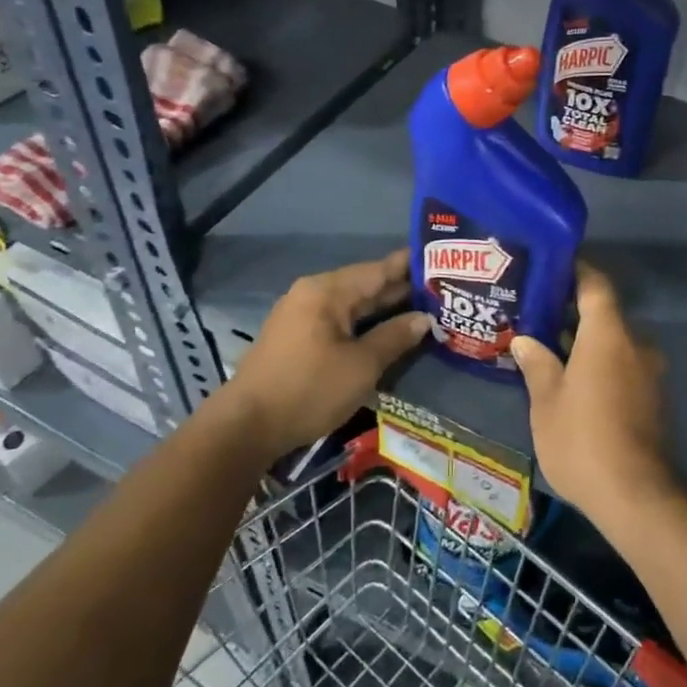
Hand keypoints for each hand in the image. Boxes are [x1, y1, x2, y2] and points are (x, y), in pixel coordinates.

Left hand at [218, 251, 429, 461]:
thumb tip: (424, 318)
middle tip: (440, 290)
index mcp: (327, 291)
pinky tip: (384, 331)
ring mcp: (300, 315)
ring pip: (351, 305)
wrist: (246, 427)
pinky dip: (363, 323)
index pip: (378, 269)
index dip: (410, 266)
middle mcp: (312, 294)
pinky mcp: (295, 337)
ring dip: (382, 308)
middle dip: (400, 289)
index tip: (441, 259)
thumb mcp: (362, 366)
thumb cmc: (309, 390)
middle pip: (364, 285)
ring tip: (421, 309)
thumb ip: (395, 337)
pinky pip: (337, 320)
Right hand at [510, 262, 672, 520]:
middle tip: (536, 316)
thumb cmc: (583, 440)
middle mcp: (636, 345)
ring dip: (586, 344)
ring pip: (614, 345)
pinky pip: (624, 368)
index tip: (551, 268)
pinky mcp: (654, 400)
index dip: (575, 271)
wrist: (638, 497)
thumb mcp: (547, 402)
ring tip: (549, 351)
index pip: (595, 285)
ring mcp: (650, 374)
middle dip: (572, 314)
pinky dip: (600, 366)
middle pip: (604, 315)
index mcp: (609, 336)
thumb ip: (537, 364)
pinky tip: (573, 383)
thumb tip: (524, 339)